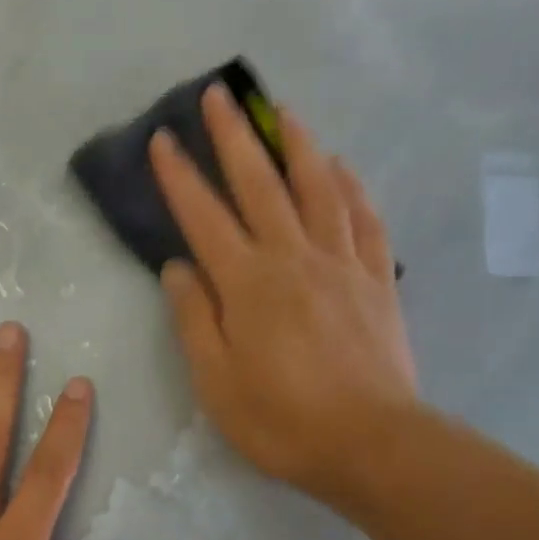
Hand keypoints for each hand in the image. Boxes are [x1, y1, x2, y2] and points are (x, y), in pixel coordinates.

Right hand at [149, 85, 418, 508]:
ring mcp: (341, 264)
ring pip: (319, 188)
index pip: (204, 216)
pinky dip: (351, 186)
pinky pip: (364, 219)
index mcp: (247, 283)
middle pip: (261, 184)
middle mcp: (293, 258)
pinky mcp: (376, 280)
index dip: (179, 176)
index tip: (162, 139)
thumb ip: (194, 318)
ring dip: (297, 145)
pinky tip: (342, 167)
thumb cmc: (281, 420)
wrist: (372, 444)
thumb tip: (178, 268)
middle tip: (219, 95)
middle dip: (235, 137)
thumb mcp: (215, 380)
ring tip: (283, 112)